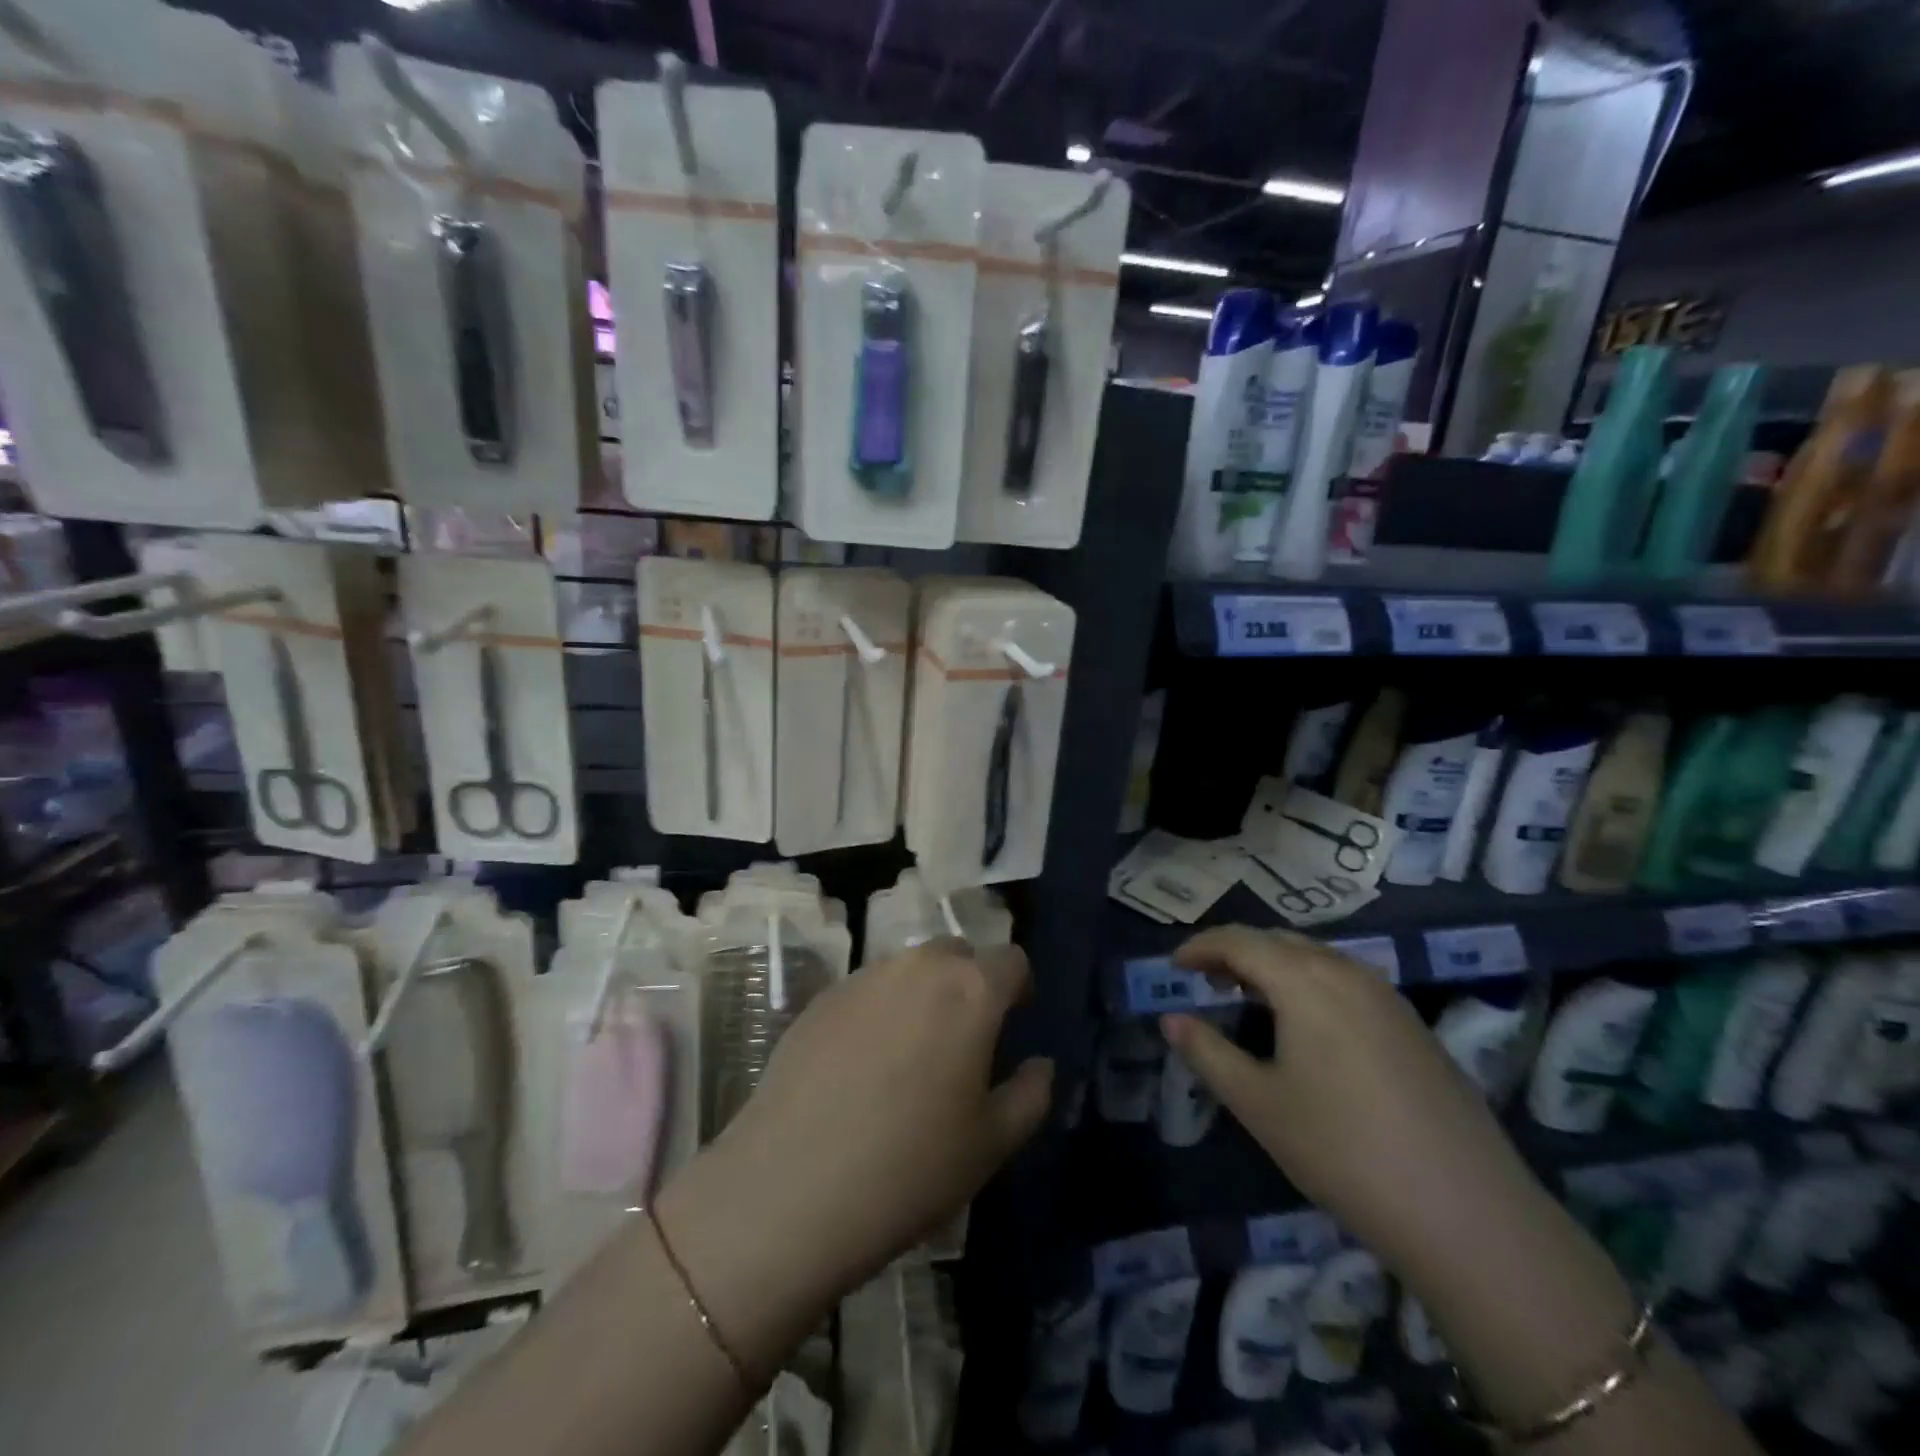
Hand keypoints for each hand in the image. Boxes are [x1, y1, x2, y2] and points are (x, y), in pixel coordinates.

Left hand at [656, 940, 1052, 1371]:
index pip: (1011, 960)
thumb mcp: (992, 1145)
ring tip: (911, 1053)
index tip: (1014, 1021)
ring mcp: (863, 976)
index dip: (1019, 987)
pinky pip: (867, 989)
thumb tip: (1040, 1064)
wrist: (790, 1187)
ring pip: (909, 968)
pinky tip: (862, 1065)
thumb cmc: (910, 1168)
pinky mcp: (820, 997)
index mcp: (970, 989)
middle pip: (958, 954)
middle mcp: (918, 966)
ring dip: (923, 993)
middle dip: (969, 982)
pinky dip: (879, 1009)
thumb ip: (1030, 1094)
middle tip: (964, 1038)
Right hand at [1162, 926, 1546, 1276]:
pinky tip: (1306, 1025)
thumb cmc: (1342, 1150)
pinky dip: (1309, 983)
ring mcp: (1387, 996)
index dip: (1200, 947)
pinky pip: (1345, 980)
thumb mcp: (1259, 1104)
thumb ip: (1208, 1053)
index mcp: (1304, 980)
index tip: (1174, 966)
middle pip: (1278, 941)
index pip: (1239, 941)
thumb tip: (1171, 1020)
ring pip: (1316, 957)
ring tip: (1249, 999)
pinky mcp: (1413, 1024)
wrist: (1468, 1212)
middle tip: (1205, 981)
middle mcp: (1346, 971)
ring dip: (1274, 966)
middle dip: (1235, 952)